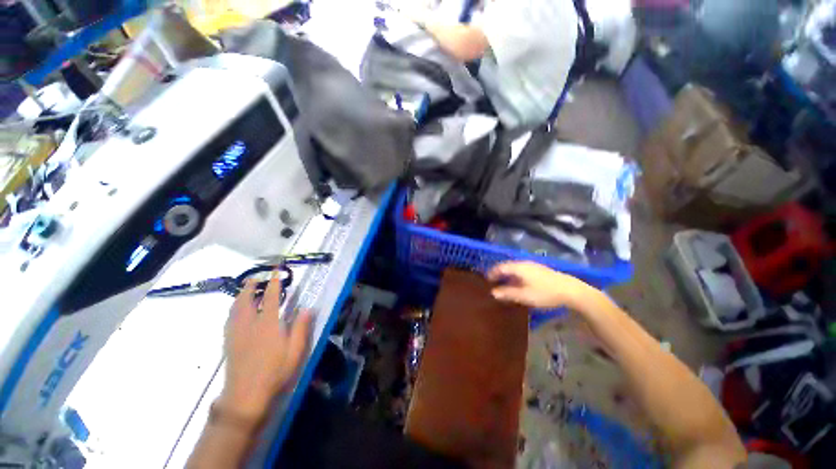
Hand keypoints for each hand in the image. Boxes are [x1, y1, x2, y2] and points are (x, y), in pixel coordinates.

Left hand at [219, 273, 313, 422]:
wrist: (246, 394)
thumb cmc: (275, 371)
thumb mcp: (295, 350)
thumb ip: (301, 327)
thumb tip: (308, 308)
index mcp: (268, 324)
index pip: (271, 297)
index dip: (273, 282)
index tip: (275, 271)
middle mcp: (250, 324)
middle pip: (246, 299)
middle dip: (250, 286)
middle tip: (255, 277)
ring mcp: (236, 333)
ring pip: (235, 308)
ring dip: (240, 295)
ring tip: (244, 289)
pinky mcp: (229, 342)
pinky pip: (229, 319)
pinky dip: (233, 309)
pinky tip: (236, 311)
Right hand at [486, 261, 595, 309]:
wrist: (571, 290)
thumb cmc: (545, 293)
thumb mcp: (524, 296)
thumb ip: (507, 293)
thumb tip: (493, 292)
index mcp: (518, 267)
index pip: (500, 267)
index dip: (492, 273)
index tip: (487, 281)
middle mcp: (523, 263)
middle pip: (507, 266)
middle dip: (499, 274)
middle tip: (494, 283)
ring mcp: (533, 265)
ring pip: (515, 268)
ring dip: (508, 275)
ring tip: (504, 284)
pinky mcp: (540, 269)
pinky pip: (522, 270)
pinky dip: (516, 276)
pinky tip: (519, 284)